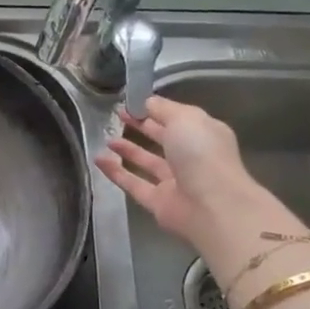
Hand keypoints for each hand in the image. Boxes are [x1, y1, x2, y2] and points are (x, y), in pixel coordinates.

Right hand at [96, 96, 302, 276]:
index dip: (154, 109)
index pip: (176, 118)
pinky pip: (133, 183)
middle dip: (141, 126)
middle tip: (117, 116)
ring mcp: (174, 181)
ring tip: (107, 139)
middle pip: (162, 139)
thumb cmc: (201, 154)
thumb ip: (163, 108)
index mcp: (202, 135)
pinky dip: (115, 172)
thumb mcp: (184, 118)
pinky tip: (98, 160)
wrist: (212, 206)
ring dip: (127, 150)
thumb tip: (145, 102)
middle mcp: (190, 157)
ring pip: (147, 162)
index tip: (131, 102)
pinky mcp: (157, 202)